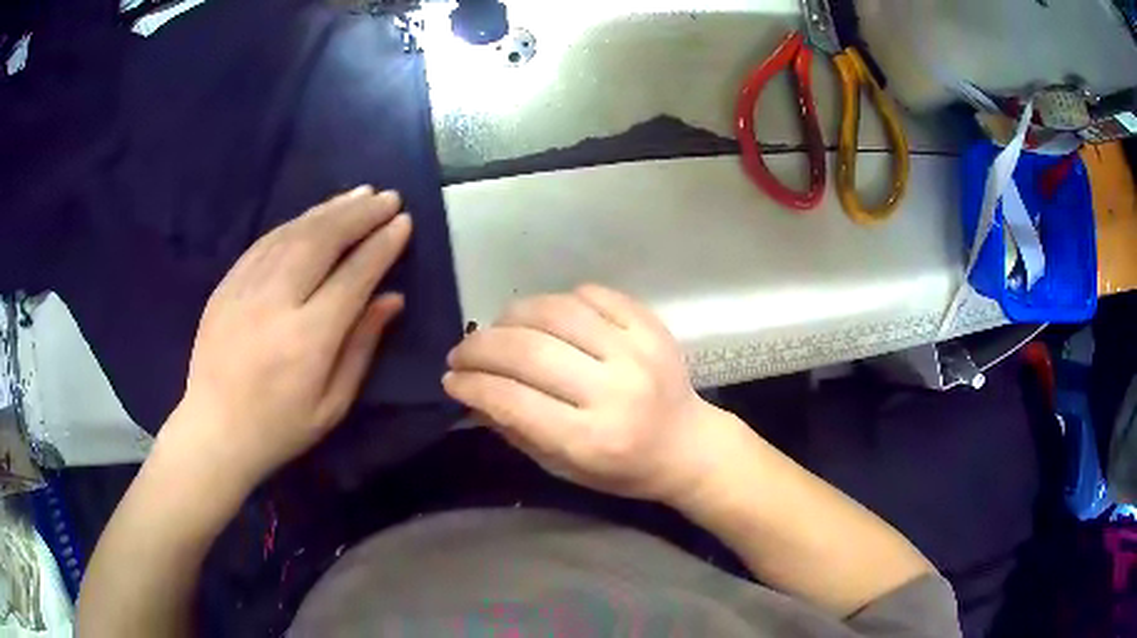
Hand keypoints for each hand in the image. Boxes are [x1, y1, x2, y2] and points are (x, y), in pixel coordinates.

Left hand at [165, 186, 411, 489]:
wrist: (214, 431)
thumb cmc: (280, 427)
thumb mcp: (332, 404)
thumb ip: (362, 346)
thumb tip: (391, 298)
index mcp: (307, 340)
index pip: (353, 276)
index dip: (381, 246)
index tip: (403, 222)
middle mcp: (275, 302)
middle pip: (322, 241)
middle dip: (359, 215)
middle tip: (387, 197)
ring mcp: (245, 288)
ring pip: (293, 233)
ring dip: (330, 209)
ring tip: (359, 195)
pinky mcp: (226, 284)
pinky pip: (265, 241)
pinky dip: (295, 222)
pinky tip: (314, 215)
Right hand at [443, 285, 724, 503]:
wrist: (689, 445)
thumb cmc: (623, 469)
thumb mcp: (563, 467)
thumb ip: (515, 430)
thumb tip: (469, 392)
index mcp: (592, 439)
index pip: (514, 400)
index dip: (472, 384)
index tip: (450, 378)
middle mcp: (615, 391)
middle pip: (529, 350)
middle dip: (480, 346)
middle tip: (461, 351)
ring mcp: (637, 351)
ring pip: (556, 312)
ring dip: (512, 315)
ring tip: (496, 328)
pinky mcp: (651, 325)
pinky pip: (592, 294)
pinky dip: (558, 300)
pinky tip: (544, 316)